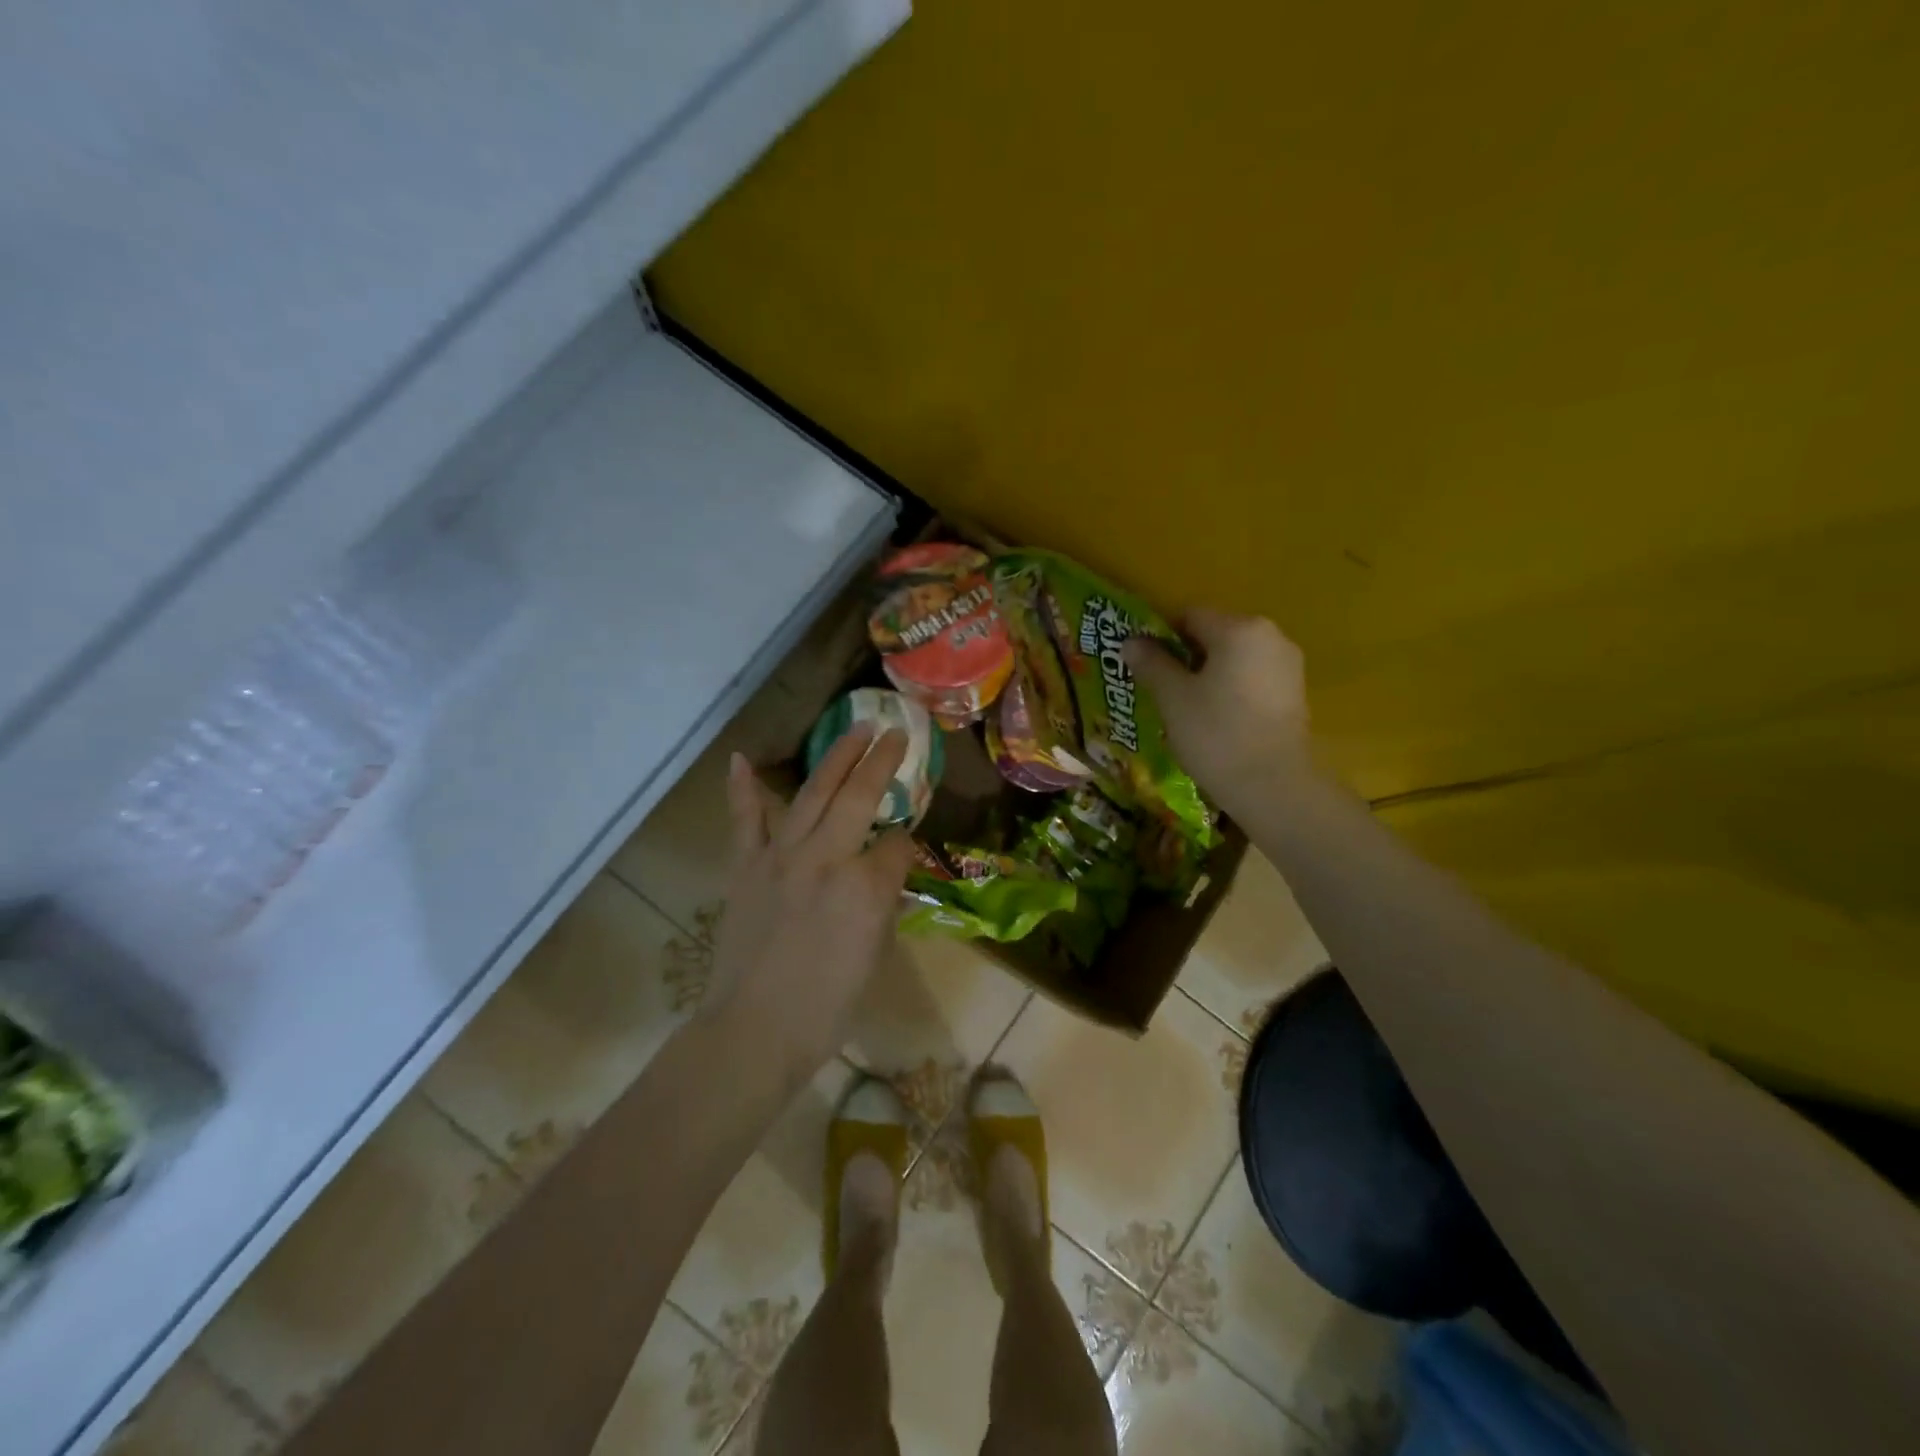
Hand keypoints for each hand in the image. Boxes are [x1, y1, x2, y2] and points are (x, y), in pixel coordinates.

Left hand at [701, 723, 915, 1085]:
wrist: (755, 1030)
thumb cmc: (828, 1006)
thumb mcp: (875, 954)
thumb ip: (883, 902)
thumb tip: (885, 872)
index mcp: (867, 886)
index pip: (898, 845)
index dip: (906, 843)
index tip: (905, 846)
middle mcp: (828, 858)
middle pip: (860, 796)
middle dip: (882, 760)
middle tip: (895, 732)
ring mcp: (781, 856)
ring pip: (813, 793)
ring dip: (837, 757)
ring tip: (855, 728)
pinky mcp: (746, 866)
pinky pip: (745, 820)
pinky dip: (743, 789)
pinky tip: (741, 758)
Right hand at [1124, 608, 1313, 814]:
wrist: (1274, 786)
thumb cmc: (1216, 734)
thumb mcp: (1172, 698)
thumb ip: (1151, 664)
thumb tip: (1131, 641)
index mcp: (1238, 629)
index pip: (1189, 616)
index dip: (1161, 637)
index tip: (1144, 666)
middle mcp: (1270, 636)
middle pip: (1215, 635)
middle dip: (1185, 657)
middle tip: (1160, 689)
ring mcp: (1287, 665)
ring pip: (1234, 659)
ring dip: (1208, 675)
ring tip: (1185, 709)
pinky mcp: (1295, 694)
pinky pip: (1251, 679)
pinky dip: (1230, 691)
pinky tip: (1215, 721)